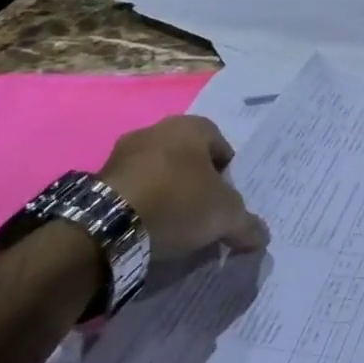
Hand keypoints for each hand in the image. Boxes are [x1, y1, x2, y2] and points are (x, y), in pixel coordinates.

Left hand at [100, 115, 268, 259]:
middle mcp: (158, 129)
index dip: (229, 177)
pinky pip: (134, 189)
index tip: (227, 204)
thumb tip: (262, 236)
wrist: (109, 223)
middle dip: (197, 185)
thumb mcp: (225, 216)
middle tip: (204, 216)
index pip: (222, 147)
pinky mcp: (101, 178)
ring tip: (174, 228)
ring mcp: (125, 151)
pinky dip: (143, 205)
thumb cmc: (178, 202)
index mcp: (192, 126)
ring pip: (159, 173)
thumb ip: (247, 223)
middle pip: (189, 159)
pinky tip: (147, 230)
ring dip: (168, 194)